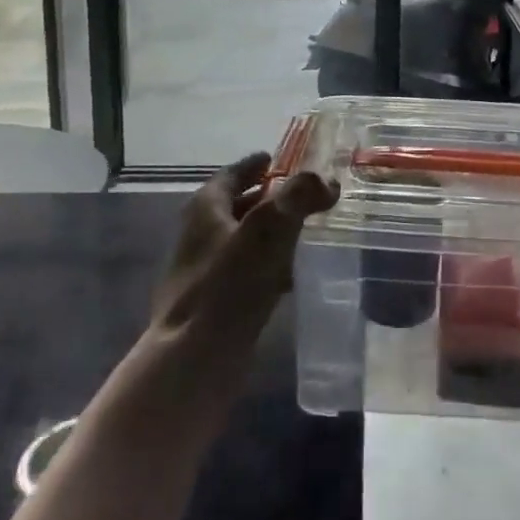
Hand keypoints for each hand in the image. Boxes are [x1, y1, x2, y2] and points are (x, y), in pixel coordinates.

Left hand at [153, 153, 339, 336]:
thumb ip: (300, 196)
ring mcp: (202, 273)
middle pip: (235, 207)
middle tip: (299, 195)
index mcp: (206, 209)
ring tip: (303, 232)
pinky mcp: (211, 306)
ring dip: (269, 234)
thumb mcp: (270, 228)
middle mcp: (199, 236)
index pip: (232, 174)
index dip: (254, 165)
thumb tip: (326, 181)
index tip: (275, 158)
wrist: (193, 361)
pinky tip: (290, 277)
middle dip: (266, 199)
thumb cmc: (229, 285)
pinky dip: (266, 266)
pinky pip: (244, 274)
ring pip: (241, 241)